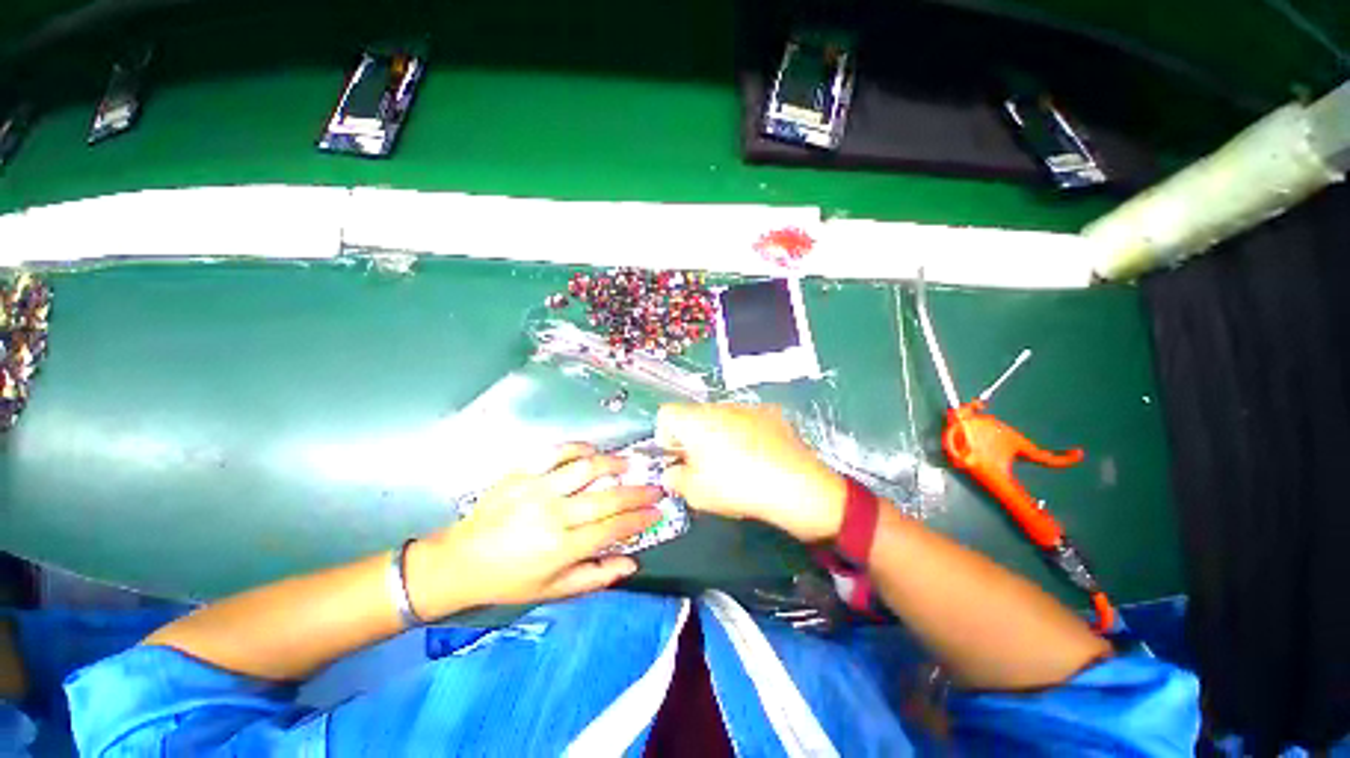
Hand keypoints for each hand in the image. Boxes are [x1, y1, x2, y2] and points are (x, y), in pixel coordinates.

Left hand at [408, 445, 661, 613]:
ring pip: (586, 468)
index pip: (613, 529)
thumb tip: (632, 562)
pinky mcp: (522, 473)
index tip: (658, 511)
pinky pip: (556, 452)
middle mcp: (553, 515)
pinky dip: (578, 448)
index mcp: (561, 547)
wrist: (461, 560)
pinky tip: (592, 451)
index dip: (640, 519)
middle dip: (637, 492)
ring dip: (614, 464)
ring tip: (629, 464)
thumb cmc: (510, 579)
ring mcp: (537, 489)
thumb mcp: (553, 589)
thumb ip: (595, 576)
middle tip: (655, 487)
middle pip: (607, 497)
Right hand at [657, 404, 846, 542]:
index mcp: (696, 420)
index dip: (666, 438)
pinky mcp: (771, 414)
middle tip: (703, 467)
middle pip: (693, 416)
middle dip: (692, 439)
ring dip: (718, 436)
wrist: (797, 486)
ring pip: (720, 418)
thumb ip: (674, 479)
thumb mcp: (696, 493)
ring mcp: (748, 408)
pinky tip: (756, 458)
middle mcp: (720, 406)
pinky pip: (745, 421)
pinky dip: (743, 435)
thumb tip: (672, 473)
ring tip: (733, 465)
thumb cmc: (738, 487)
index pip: (666, 414)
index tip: (678, 460)